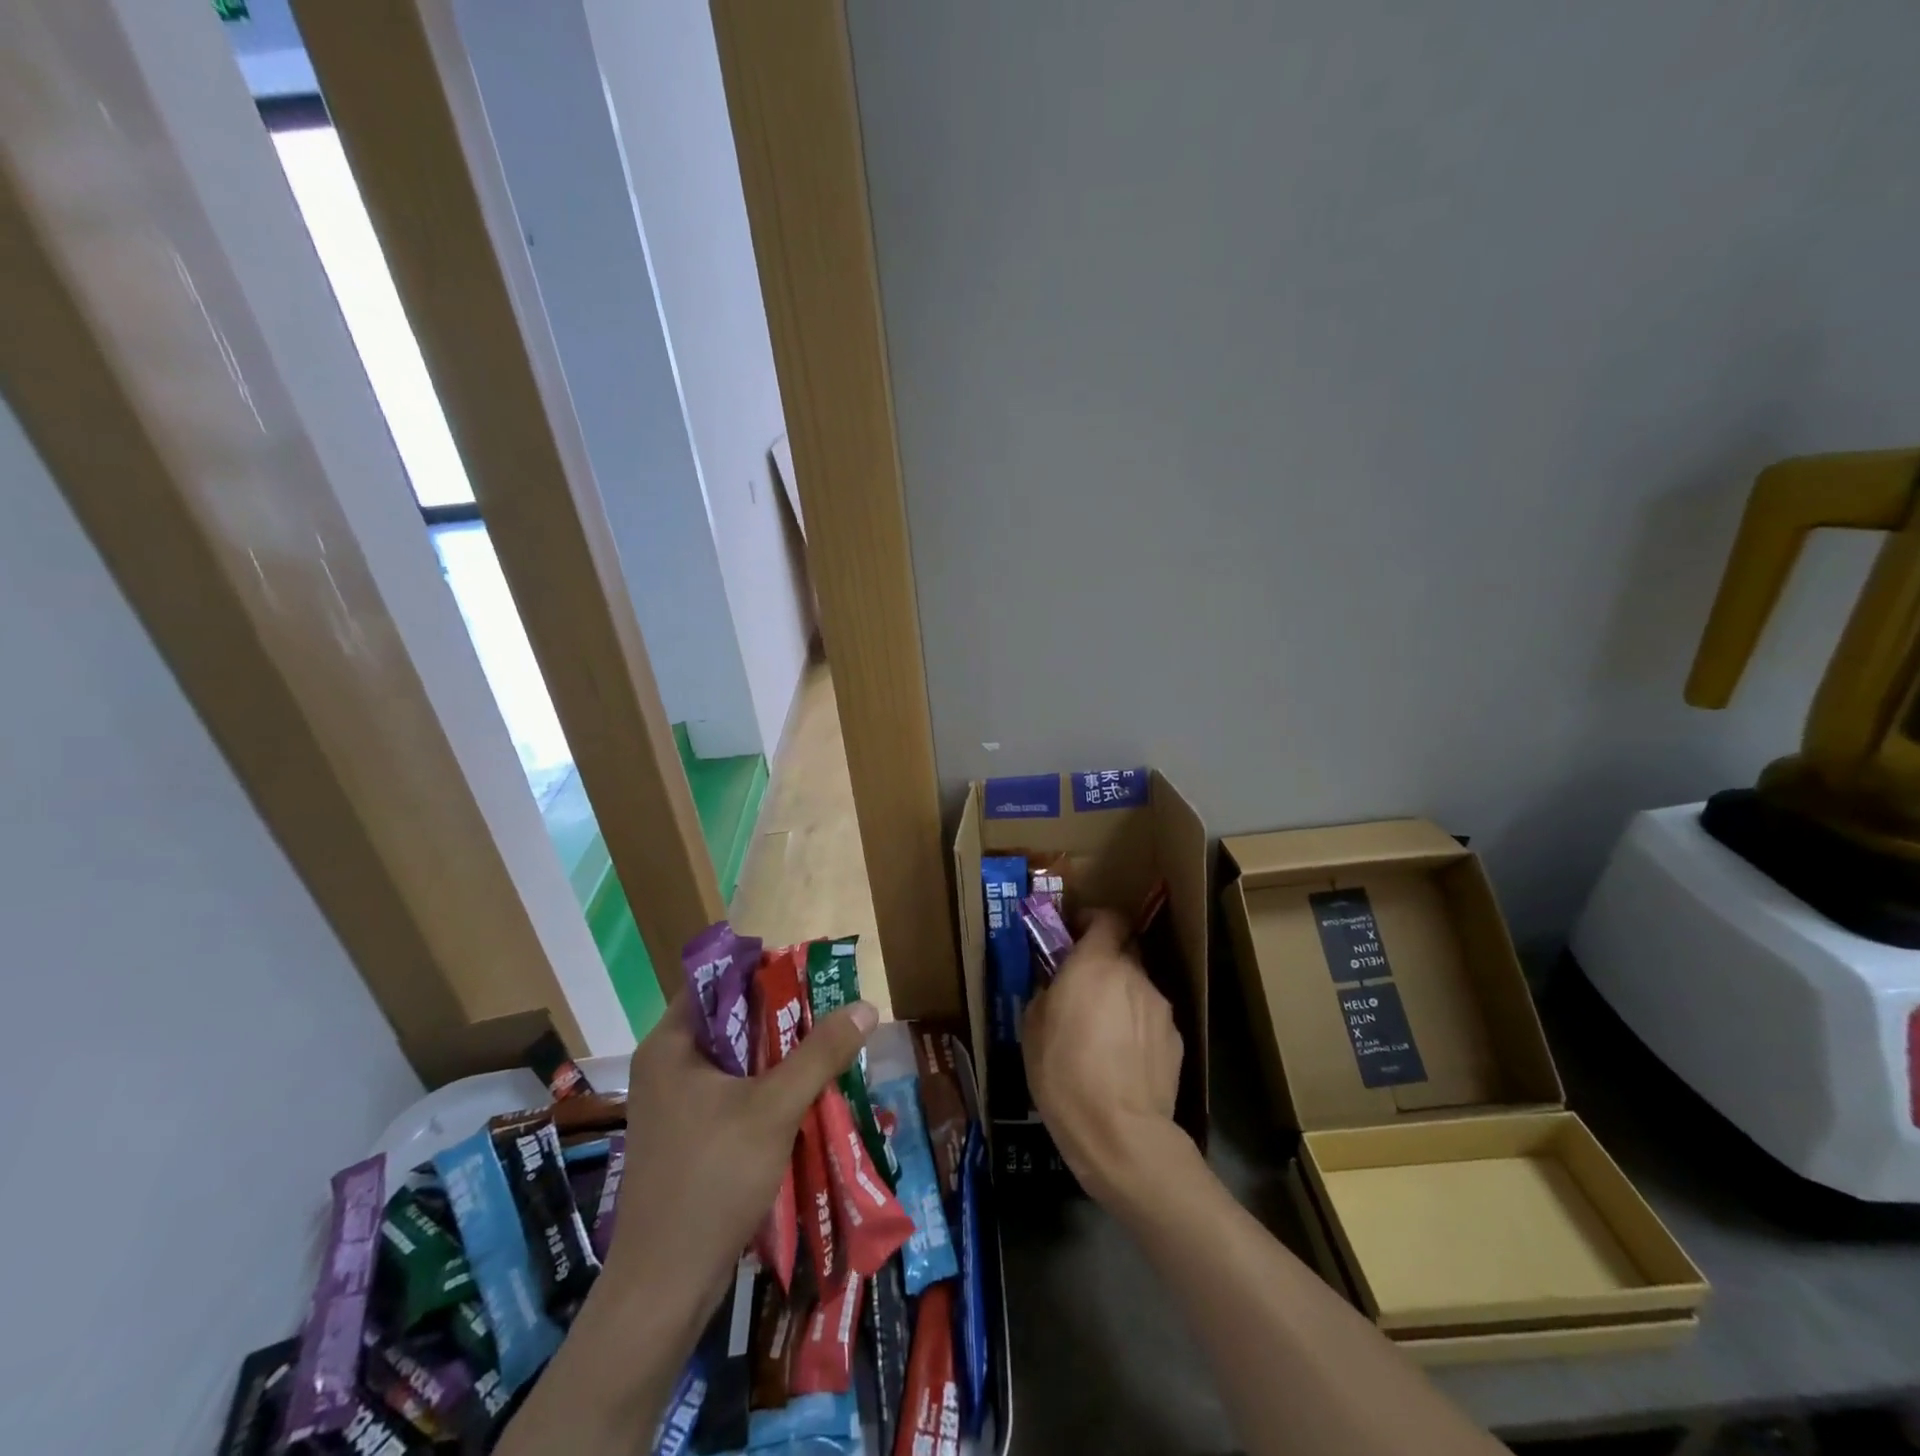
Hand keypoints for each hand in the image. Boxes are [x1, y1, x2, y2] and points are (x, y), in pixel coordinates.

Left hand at [606, 992, 876, 1310]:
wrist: (664, 1286)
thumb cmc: (712, 1180)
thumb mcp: (774, 1108)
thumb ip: (820, 1054)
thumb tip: (866, 1006)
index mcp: (670, 1045)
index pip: (717, 981)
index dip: (763, 970)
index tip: (808, 974)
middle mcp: (666, 1065)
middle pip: (730, 1019)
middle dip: (780, 1015)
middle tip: (828, 1010)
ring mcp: (673, 1103)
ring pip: (734, 1059)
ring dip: (777, 1054)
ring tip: (825, 1047)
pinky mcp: (686, 1135)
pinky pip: (730, 1091)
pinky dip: (764, 1086)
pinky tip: (803, 1094)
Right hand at [1023, 909, 1185, 1203]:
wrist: (1121, 1134)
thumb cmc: (1065, 1075)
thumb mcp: (1032, 1030)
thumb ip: (1047, 993)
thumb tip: (1056, 986)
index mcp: (1095, 964)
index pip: (1107, 917)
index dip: (1092, 920)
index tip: (1075, 933)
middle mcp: (1133, 975)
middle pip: (1124, 950)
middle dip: (1105, 960)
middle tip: (1084, 986)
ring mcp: (1160, 1007)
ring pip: (1138, 987)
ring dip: (1122, 996)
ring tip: (1103, 1034)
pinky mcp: (1176, 1039)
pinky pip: (1151, 1019)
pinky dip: (1137, 1027)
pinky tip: (1123, 1060)